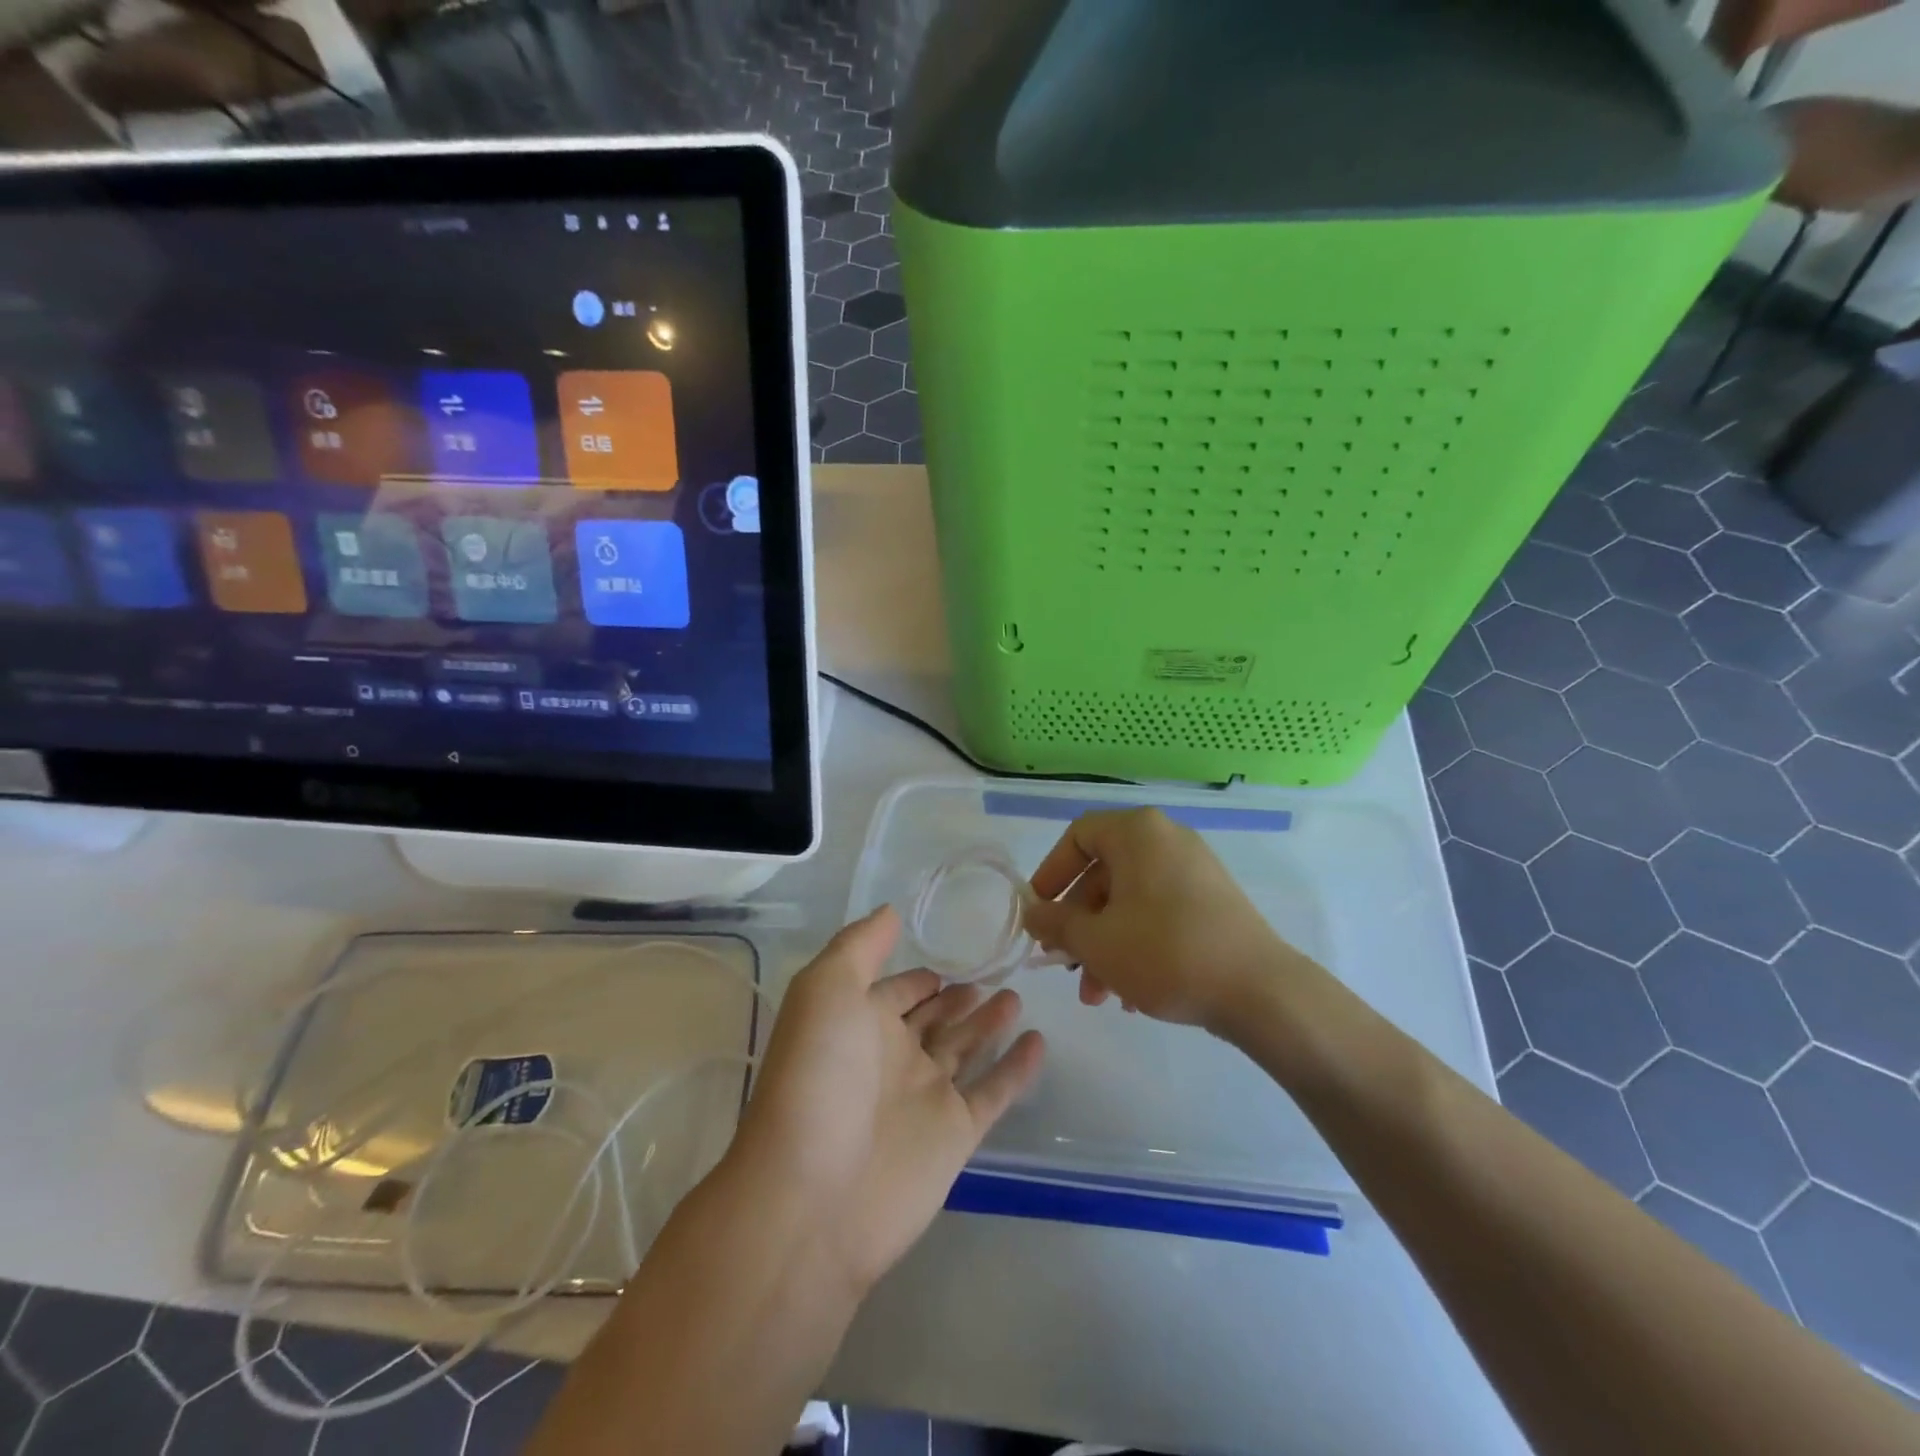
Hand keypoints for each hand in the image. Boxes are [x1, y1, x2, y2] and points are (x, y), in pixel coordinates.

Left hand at [723, 907, 1045, 1295]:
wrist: (813, 1197)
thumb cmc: (817, 1078)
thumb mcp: (826, 991)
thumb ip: (860, 946)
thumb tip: (891, 911)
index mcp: (859, 1023)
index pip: (895, 990)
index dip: (916, 976)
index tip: (950, 952)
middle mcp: (893, 1056)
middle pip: (934, 1018)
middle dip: (958, 996)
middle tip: (994, 971)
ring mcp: (926, 1096)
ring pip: (966, 1049)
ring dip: (989, 1023)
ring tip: (1016, 995)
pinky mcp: (956, 1133)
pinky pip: (995, 1091)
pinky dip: (1017, 1068)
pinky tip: (1039, 1041)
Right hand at [1023, 807, 1328, 1032]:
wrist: (1260, 991)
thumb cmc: (1165, 953)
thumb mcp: (1097, 942)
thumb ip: (1056, 923)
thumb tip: (1033, 913)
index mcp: (1137, 833)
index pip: (1078, 836)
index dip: (1050, 872)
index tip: (1039, 911)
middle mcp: (1166, 840)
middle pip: (1104, 874)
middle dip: (1079, 924)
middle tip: (1064, 964)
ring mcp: (1194, 870)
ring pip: (1130, 900)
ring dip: (1104, 944)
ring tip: (1096, 995)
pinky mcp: (1212, 902)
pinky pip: (1158, 913)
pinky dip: (1136, 944)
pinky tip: (1130, 994)